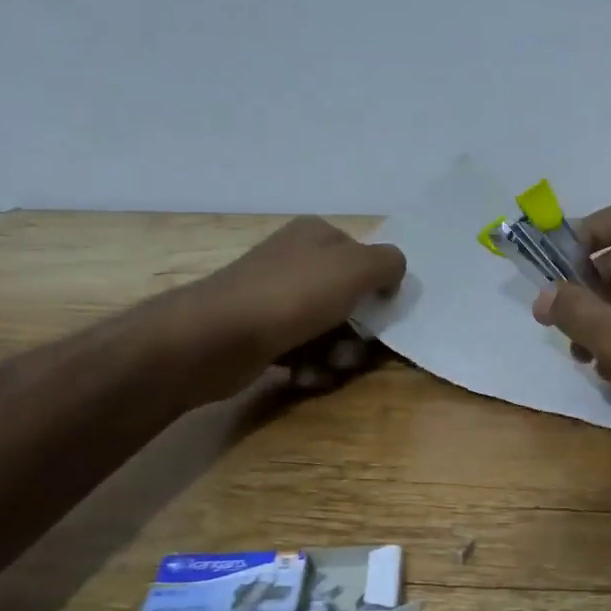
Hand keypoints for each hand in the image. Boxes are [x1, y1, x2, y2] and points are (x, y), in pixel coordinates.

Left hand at [192, 216, 405, 390]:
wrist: (218, 338)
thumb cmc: (294, 296)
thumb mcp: (357, 268)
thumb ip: (388, 263)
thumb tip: (392, 276)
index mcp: (317, 235)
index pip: (365, 258)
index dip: (378, 287)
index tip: (382, 313)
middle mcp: (295, 260)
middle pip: (348, 299)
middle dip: (358, 331)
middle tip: (355, 348)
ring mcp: (275, 298)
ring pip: (328, 330)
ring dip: (337, 354)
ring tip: (327, 366)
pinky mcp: (262, 334)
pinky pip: (302, 351)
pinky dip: (310, 366)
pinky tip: (303, 375)